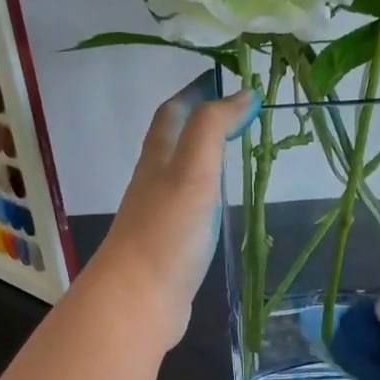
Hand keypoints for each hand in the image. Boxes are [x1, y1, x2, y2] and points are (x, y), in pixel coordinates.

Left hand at [84, 75, 258, 348]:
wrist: (138, 301)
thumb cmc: (166, 233)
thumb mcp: (193, 171)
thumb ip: (213, 130)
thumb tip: (241, 93)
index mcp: (158, 161)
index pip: (172, 114)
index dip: (194, 92)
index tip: (224, 79)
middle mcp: (153, 184)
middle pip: (172, 142)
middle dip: (199, 122)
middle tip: (237, 114)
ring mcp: (159, 217)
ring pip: (179, 176)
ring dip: (202, 159)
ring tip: (234, 153)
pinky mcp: (168, 248)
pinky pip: (187, 210)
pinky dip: (204, 197)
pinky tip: (218, 207)